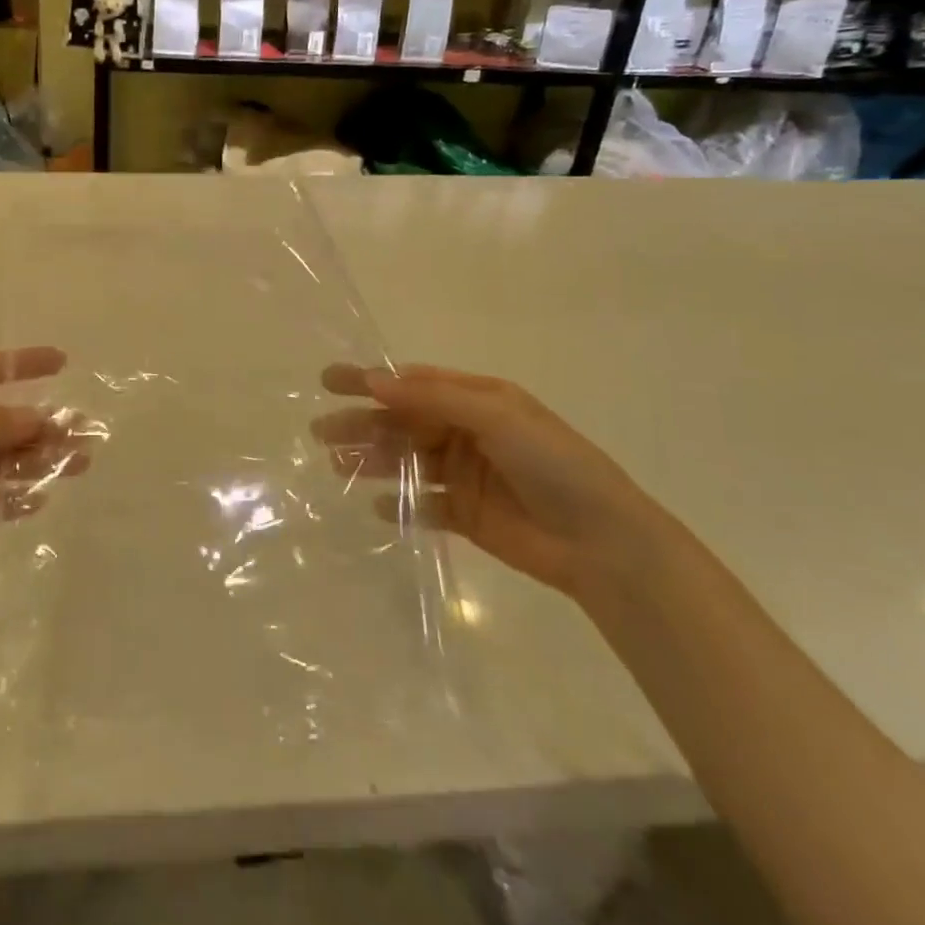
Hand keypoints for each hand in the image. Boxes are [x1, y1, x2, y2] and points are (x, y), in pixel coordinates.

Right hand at [317, 364, 657, 600]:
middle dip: (362, 425)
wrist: (604, 544)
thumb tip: (374, 380)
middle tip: (320, 431)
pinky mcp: (466, 516)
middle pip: (403, 423)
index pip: (412, 384)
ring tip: (337, 465)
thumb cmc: (553, 464)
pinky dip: (400, 505)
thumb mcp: (497, 415)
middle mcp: (467, 432)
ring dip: (373, 461)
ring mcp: (465, 475)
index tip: (328, 382)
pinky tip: (376, 507)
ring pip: (407, 462)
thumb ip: (433, 398)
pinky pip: (424, 506)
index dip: (370, 381)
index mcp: (476, 400)